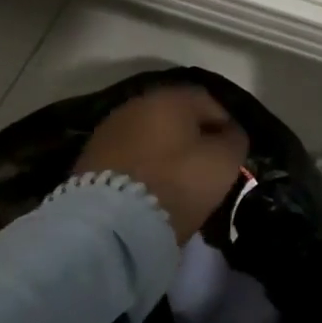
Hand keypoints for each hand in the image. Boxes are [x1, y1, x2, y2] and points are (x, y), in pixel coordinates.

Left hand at [74, 85, 248, 241]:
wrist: (109, 225)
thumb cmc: (177, 182)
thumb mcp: (225, 161)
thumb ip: (234, 139)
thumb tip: (229, 134)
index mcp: (172, 97)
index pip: (209, 102)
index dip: (225, 126)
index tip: (231, 154)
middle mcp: (137, 104)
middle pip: (176, 118)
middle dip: (192, 139)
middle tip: (204, 168)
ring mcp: (108, 130)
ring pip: (150, 137)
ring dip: (164, 154)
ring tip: (175, 184)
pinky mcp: (87, 159)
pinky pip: (128, 157)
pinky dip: (141, 168)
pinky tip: (148, 191)